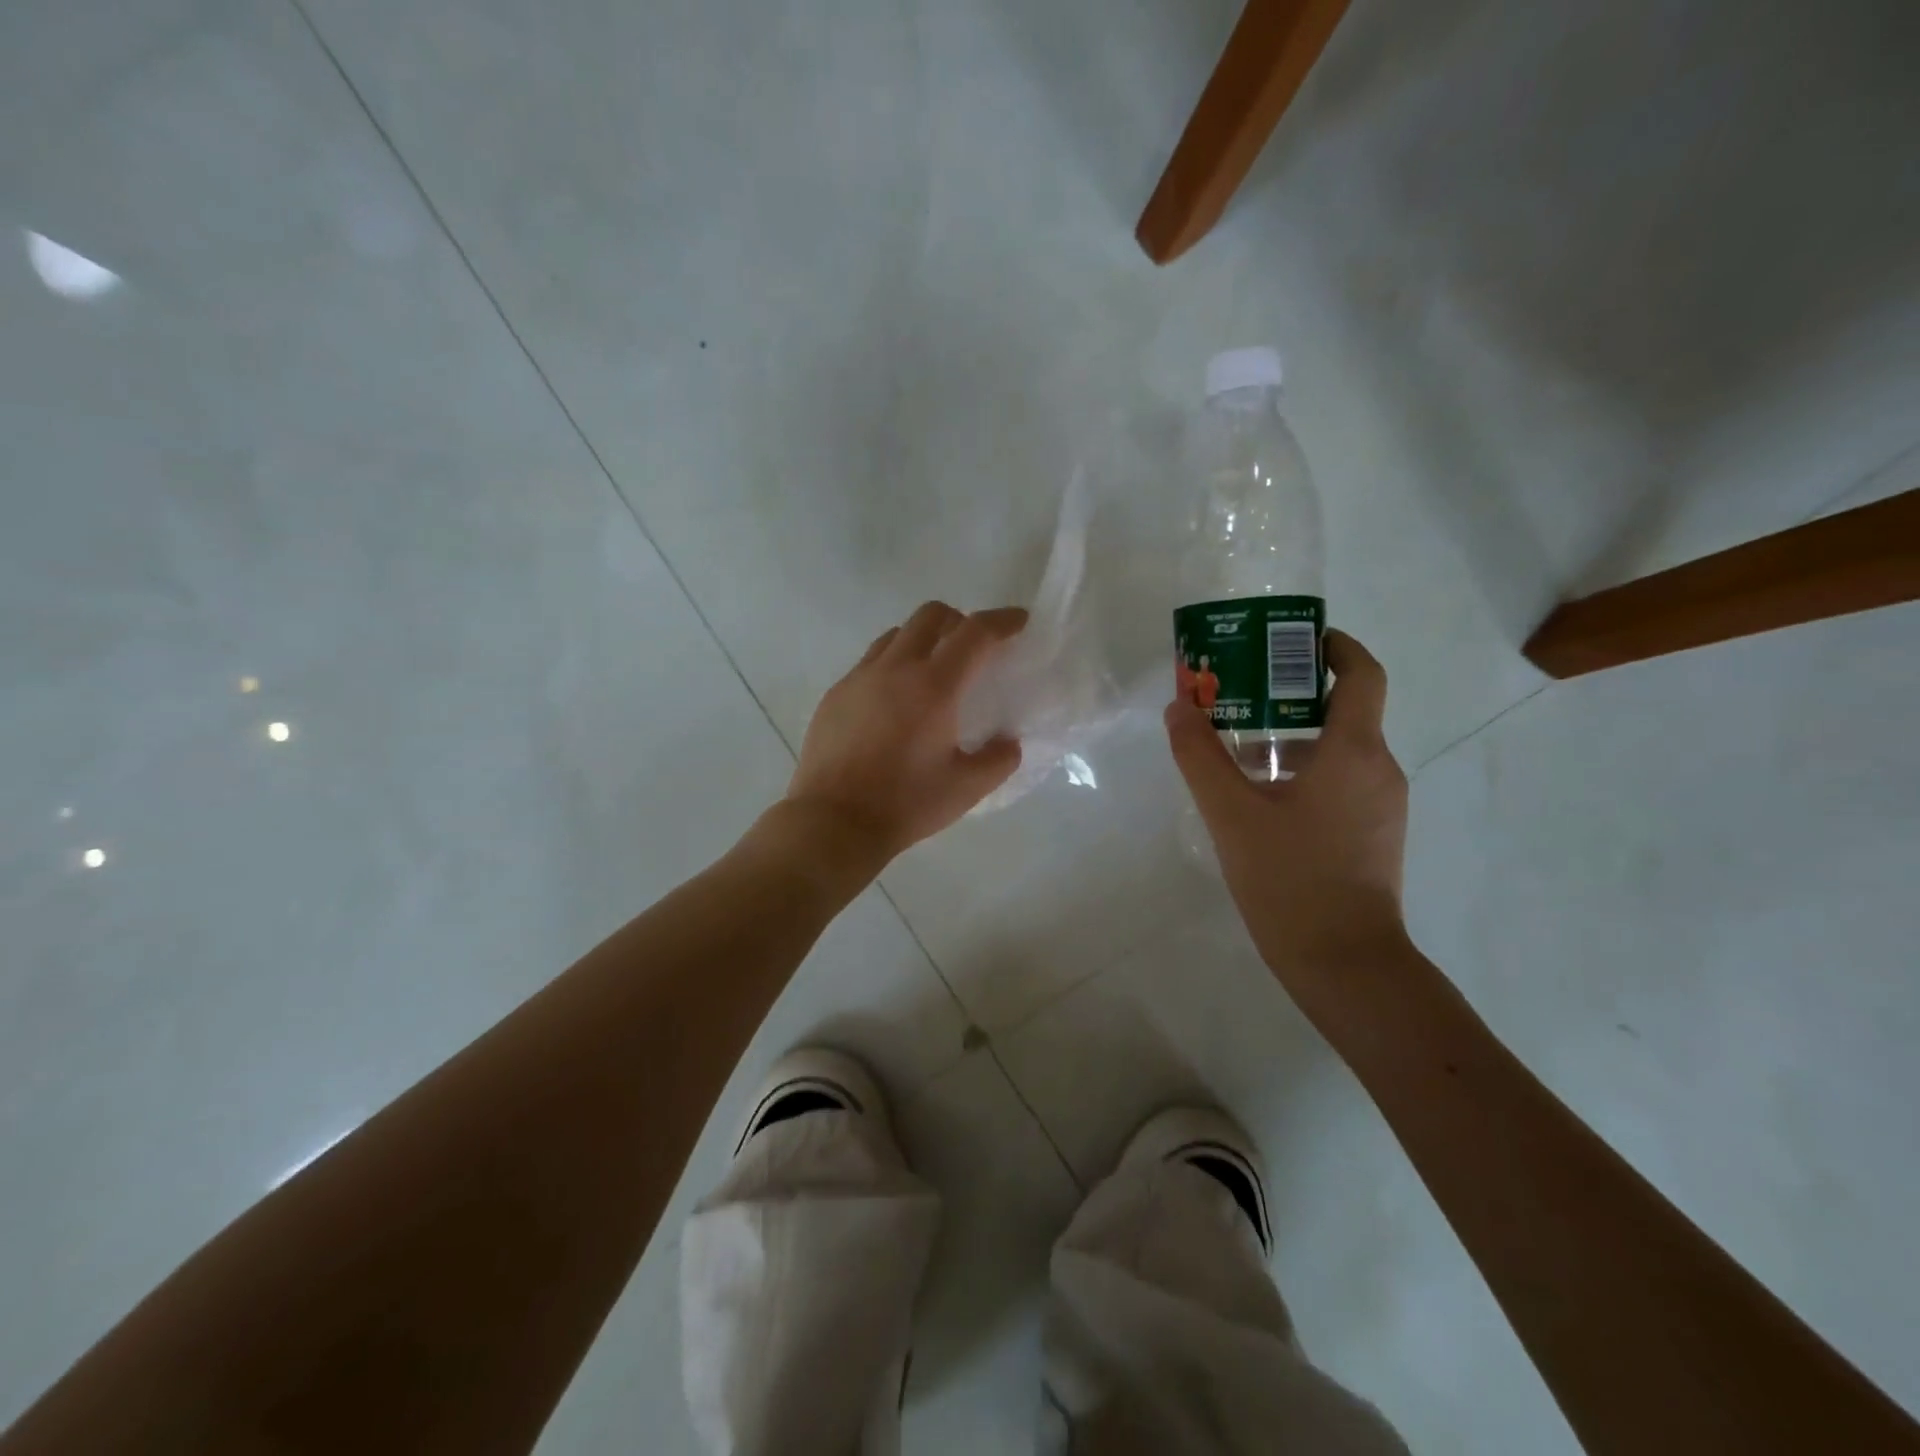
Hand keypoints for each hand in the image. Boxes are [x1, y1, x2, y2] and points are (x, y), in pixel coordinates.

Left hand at [785, 601, 1026, 866]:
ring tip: (932, 673)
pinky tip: (894, 703)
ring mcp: (859, 678)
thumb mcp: (966, 788)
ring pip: (896, 635)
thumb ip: (998, 760)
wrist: (833, 821)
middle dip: (959, 621)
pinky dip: (892, 666)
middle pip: (930, 615)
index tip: (1019, 622)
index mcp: (933, 686)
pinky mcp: (835, 694)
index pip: (974, 633)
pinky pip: (869, 662)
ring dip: (922, 640)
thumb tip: (1009, 743)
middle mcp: (894, 668)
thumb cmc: (905, 804)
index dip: (1002, 620)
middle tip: (973, 648)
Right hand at [1166, 629, 1411, 998]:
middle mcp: (1378, 768)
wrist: (1345, 963)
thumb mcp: (1232, 814)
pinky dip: (1300, 770)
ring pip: (1336, 750)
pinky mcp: (1372, 834)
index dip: (1332, 645)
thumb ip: (1200, 756)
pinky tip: (1255, 797)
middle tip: (1237, 691)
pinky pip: (1338, 781)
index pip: (1361, 673)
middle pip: (1342, 709)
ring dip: (1289, 736)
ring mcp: (1380, 804)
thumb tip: (1178, 708)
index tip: (1291, 638)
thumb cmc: (1290, 880)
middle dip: (1289, 693)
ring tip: (1234, 746)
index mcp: (1355, 751)